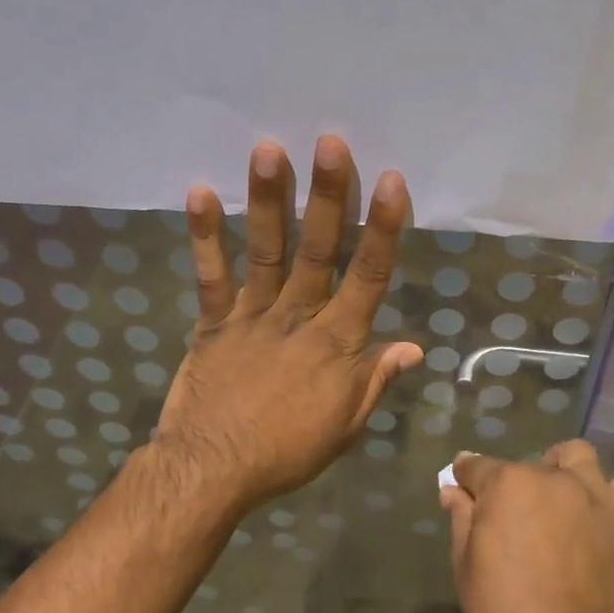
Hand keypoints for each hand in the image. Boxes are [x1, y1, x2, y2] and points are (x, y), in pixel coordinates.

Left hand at [152, 136, 423, 517]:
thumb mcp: (346, 425)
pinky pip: (209, 275)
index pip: (369, 277)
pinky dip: (204, 235)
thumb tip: (413, 347)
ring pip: (266, 250)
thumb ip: (376, 380)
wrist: (214, 470)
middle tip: (331, 142)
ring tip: (269, 149)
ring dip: (268, 199)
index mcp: (337, 343)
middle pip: (319, 250)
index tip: (391, 181)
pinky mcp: (212, 323)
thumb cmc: (288, 452)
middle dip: (328, 195)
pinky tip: (199, 192)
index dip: (383, 228)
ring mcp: (251, 316)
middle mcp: (298, 318)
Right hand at [440, 441, 613, 612]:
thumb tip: (453, 488)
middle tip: (510, 522)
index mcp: (507, 484)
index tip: (464, 490)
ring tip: (559, 498)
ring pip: (577, 457)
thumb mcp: (465, 564)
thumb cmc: (502, 611)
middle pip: (525, 466)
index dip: (466, 479)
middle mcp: (551, 477)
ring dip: (564, 469)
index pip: (476, 466)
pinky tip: (608, 502)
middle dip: (512, 486)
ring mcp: (592, 494)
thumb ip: (461, 517)